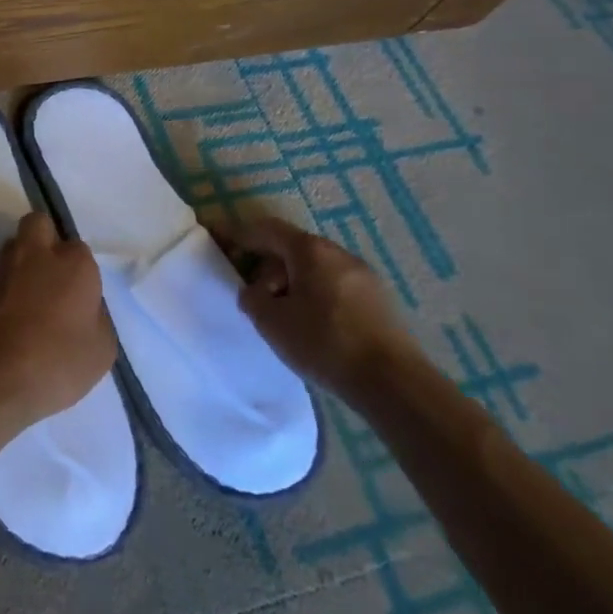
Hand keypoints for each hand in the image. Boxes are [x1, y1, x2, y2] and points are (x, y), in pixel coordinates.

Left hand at [0, 210, 116, 438]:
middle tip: (53, 276)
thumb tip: (84, 308)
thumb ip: (96, 318)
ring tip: (31, 300)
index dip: (81, 272)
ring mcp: (1, 268)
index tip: (81, 298)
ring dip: (23, 263)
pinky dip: (5, 288)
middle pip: (39, 224)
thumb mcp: (100, 352)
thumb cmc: (54, 363)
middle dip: (46, 239)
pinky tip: (11, 317)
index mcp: (72, 264)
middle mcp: (35, 254)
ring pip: (14, 247)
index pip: (80, 250)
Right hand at [209, 213, 420, 401]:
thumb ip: (252, 298)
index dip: (239, 234)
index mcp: (309, 250)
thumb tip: (255, 292)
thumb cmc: (324, 343)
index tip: (218, 239)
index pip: (266, 229)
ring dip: (292, 283)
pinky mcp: (379, 301)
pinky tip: (313, 326)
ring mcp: (363, 276)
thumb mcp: (271, 321)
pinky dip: (315, 296)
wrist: (394, 383)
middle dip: (268, 266)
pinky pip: (335, 286)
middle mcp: (338, 253)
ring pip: (315, 268)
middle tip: (254, 296)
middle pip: (292, 248)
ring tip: (284, 317)